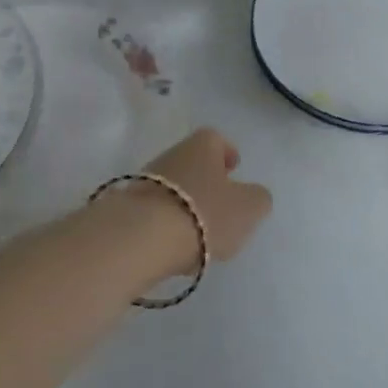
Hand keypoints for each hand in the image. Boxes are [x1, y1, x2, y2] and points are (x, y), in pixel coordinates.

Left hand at [89, 128, 273, 284]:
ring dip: (187, 204)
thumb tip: (253, 195)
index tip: (234, 168)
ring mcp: (145, 180)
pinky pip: (156, 212)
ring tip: (201, 233)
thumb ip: (258, 198)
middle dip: (206, 181)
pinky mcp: (128, 208)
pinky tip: (176, 247)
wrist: (143, 236)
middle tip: (221, 204)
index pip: (216, 139)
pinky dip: (168, 224)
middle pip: (192, 163)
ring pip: (173, 188)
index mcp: (202, 145)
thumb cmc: (205, 213)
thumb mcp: (250, 207)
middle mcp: (171, 154)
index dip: (227, 152)